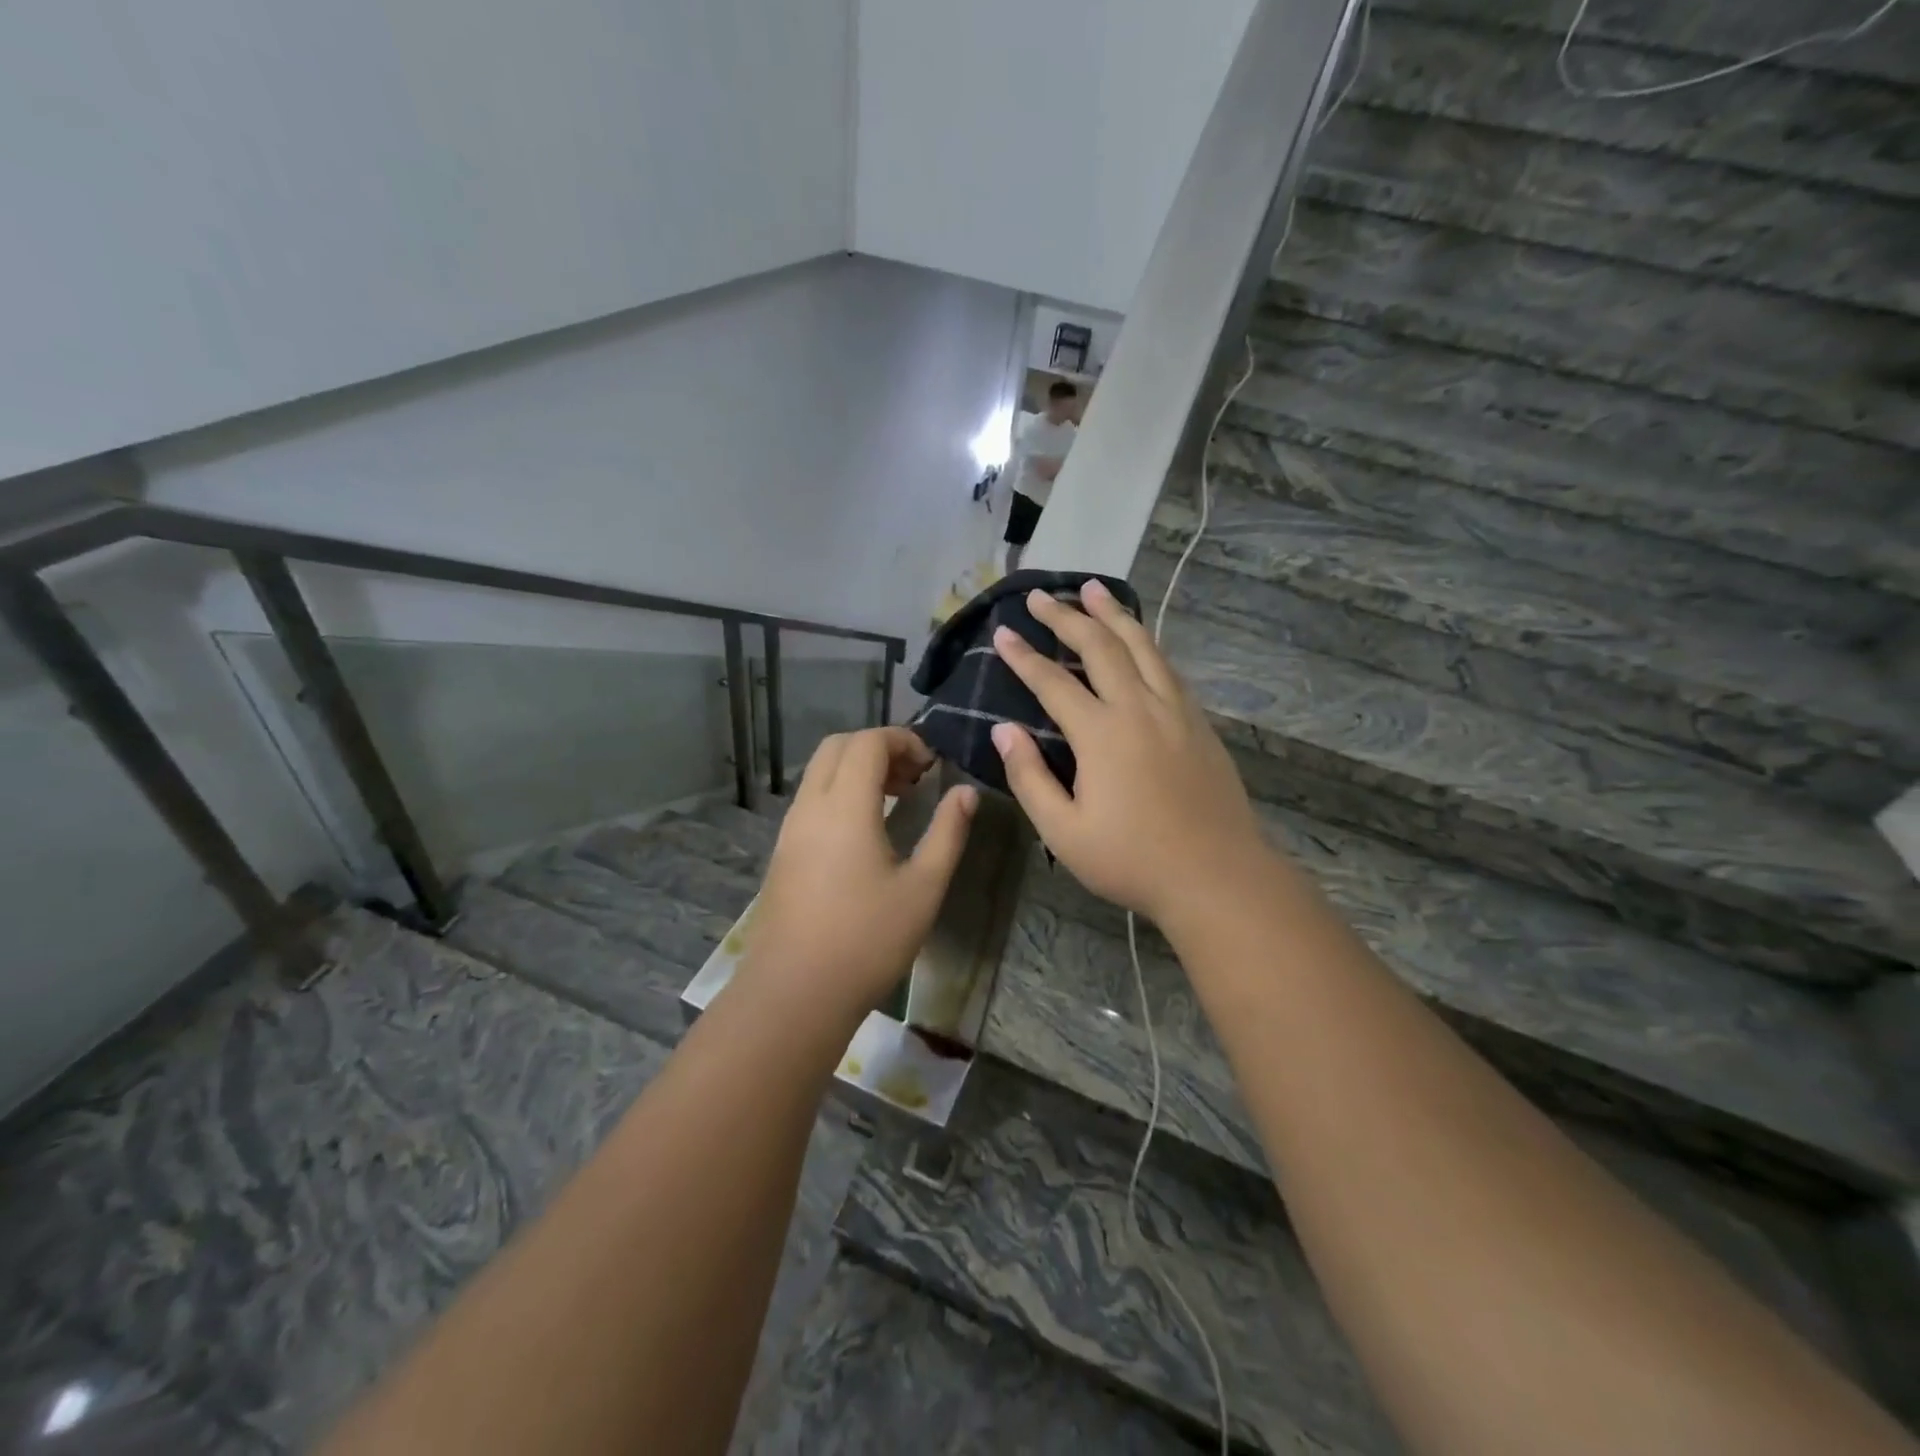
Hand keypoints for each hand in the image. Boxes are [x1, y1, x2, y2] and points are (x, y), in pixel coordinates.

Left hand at [738, 728, 976, 1019]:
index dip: (904, 740)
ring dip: (857, 769)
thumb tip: (965, 792)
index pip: (869, 742)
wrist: (794, 993)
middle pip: (838, 746)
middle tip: (915, 777)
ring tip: (897, 800)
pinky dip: (839, 792)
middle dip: (878, 747)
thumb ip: (948, 832)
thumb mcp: (923, 887)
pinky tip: (866, 830)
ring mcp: (790, 829)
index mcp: (845, 806)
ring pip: (820, 772)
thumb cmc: (867, 940)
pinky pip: (811, 799)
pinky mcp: (783, 852)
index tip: (933, 765)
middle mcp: (811, 806)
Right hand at [990, 580, 1270, 927]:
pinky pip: (1167, 667)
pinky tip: (1139, 640)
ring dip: (1113, 614)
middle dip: (1067, 616)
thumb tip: (1004, 730)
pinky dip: (1146, 643)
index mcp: (1102, 734)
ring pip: (1142, 646)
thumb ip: (1030, 777)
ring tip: (1093, 589)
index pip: (1053, 682)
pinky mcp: (1199, 723)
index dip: (1024, 656)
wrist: (1217, 876)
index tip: (1003, 632)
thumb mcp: (1064, 832)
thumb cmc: (1132, 861)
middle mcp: (1139, 708)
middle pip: (1100, 647)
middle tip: (1041, 595)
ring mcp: (1176, 711)